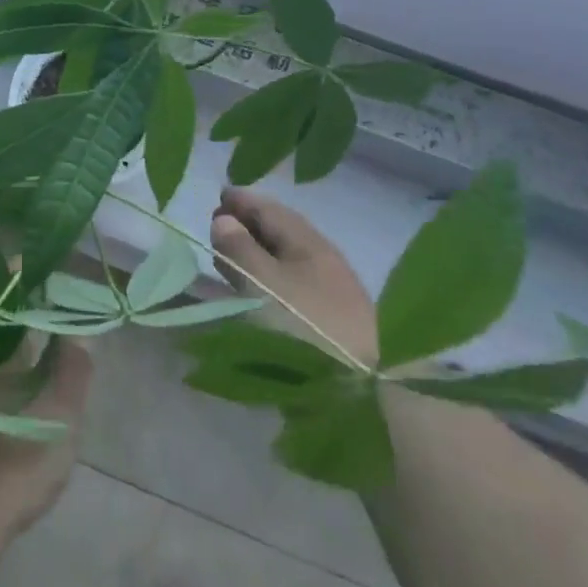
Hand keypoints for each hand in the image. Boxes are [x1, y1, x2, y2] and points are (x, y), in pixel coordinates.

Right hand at [211, 187, 377, 366]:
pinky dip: (268, 280)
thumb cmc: (305, 326)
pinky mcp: (334, 323)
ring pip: (287, 261)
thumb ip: (239, 250)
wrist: (368, 391)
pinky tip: (257, 293)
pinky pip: (292, 286)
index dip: (244, 200)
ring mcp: (332, 293)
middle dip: (249, 225)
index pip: (271, 209)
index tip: (219, 195)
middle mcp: (323, 261)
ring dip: (257, 254)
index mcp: (308, 243)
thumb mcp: (262, 284)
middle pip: (282, 232)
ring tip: (231, 257)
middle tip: (218, 224)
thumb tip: (224, 219)